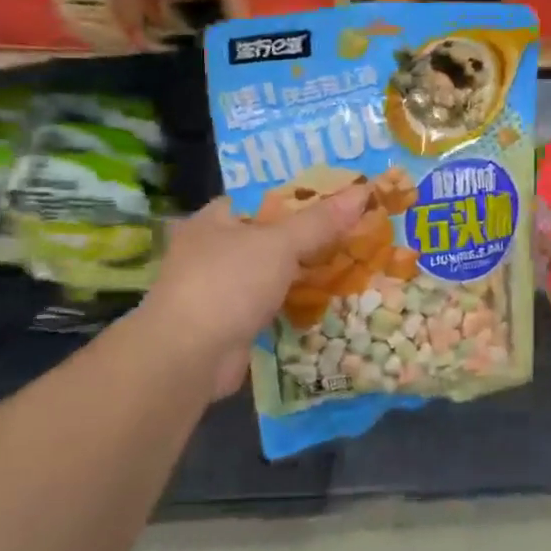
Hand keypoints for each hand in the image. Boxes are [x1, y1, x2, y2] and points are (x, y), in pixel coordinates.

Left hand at [138, 187, 369, 399]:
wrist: (188, 357)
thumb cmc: (228, 284)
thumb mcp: (279, 243)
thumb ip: (320, 221)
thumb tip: (362, 192)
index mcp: (215, 219)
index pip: (264, 197)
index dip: (303, 195)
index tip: (342, 197)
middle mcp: (214, 249)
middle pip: (273, 235)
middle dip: (312, 236)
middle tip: (358, 229)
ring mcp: (223, 288)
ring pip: (276, 271)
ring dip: (308, 272)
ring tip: (355, 262)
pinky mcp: (234, 321)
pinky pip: (275, 302)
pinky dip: (298, 302)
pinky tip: (332, 299)